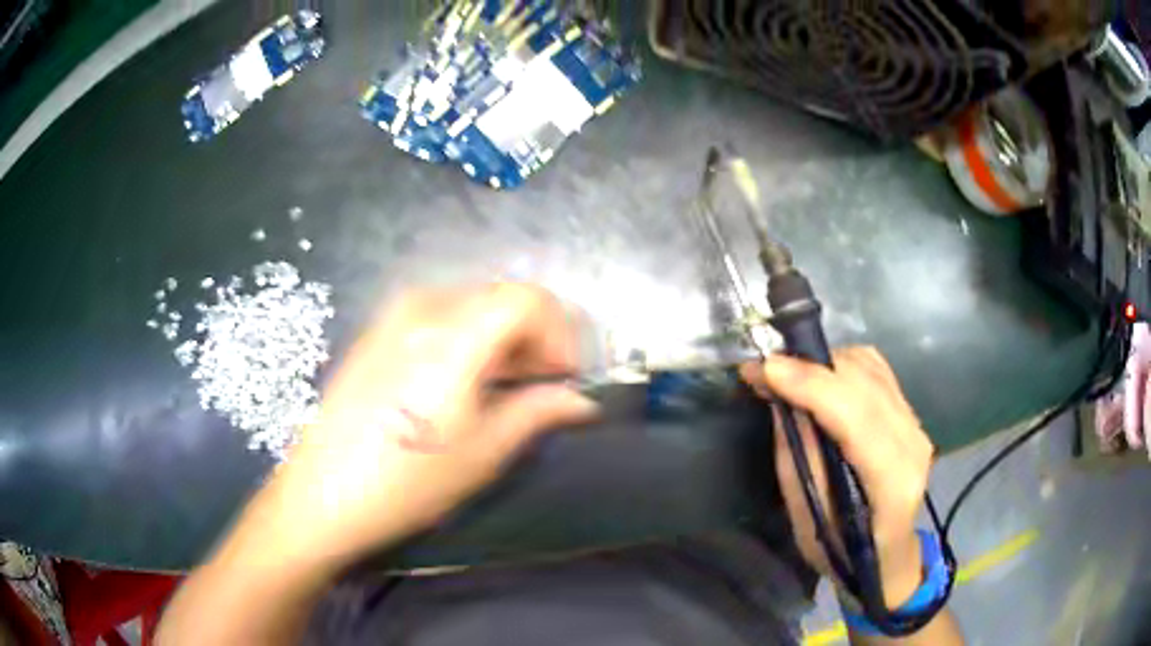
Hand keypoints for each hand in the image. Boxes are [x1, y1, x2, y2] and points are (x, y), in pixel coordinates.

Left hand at [250, 284, 598, 568]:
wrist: (322, 495)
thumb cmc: (407, 481)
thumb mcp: (483, 452)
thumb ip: (537, 413)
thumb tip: (582, 402)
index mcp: (453, 335)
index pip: (528, 298)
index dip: (559, 331)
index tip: (564, 375)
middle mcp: (423, 309)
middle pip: (500, 296)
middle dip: (533, 335)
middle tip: (542, 384)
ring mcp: (392, 316)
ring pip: (470, 305)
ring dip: (501, 336)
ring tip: (505, 386)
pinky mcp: (375, 332)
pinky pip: (438, 316)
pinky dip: (467, 338)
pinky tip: (461, 381)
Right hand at [740, 347, 933, 607]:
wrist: (887, 555)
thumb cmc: (842, 551)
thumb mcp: (808, 519)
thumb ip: (798, 457)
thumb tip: (780, 400)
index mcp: (891, 483)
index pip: (856, 417)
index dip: (811, 386)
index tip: (764, 369)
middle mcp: (912, 444)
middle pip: (864, 383)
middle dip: (809, 367)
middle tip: (764, 370)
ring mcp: (916, 425)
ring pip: (870, 367)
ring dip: (824, 364)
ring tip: (787, 375)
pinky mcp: (911, 414)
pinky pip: (877, 369)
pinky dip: (843, 365)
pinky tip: (819, 379)